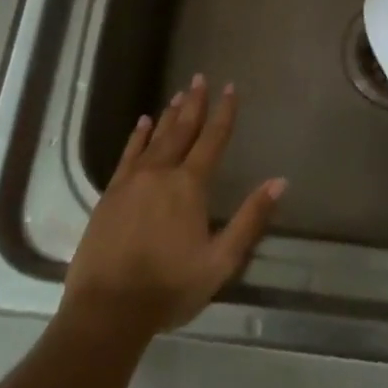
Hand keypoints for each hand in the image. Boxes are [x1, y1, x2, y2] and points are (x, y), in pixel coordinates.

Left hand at [62, 75, 285, 339]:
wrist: (108, 309)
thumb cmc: (170, 287)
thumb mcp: (221, 261)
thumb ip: (250, 219)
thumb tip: (279, 181)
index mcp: (189, 186)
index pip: (212, 140)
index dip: (224, 113)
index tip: (230, 87)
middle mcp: (161, 173)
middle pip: (181, 130)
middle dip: (194, 103)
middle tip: (200, 78)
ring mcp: (132, 181)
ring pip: (154, 138)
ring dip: (168, 115)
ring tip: (178, 94)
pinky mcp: (110, 194)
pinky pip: (127, 155)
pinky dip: (137, 137)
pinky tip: (141, 124)